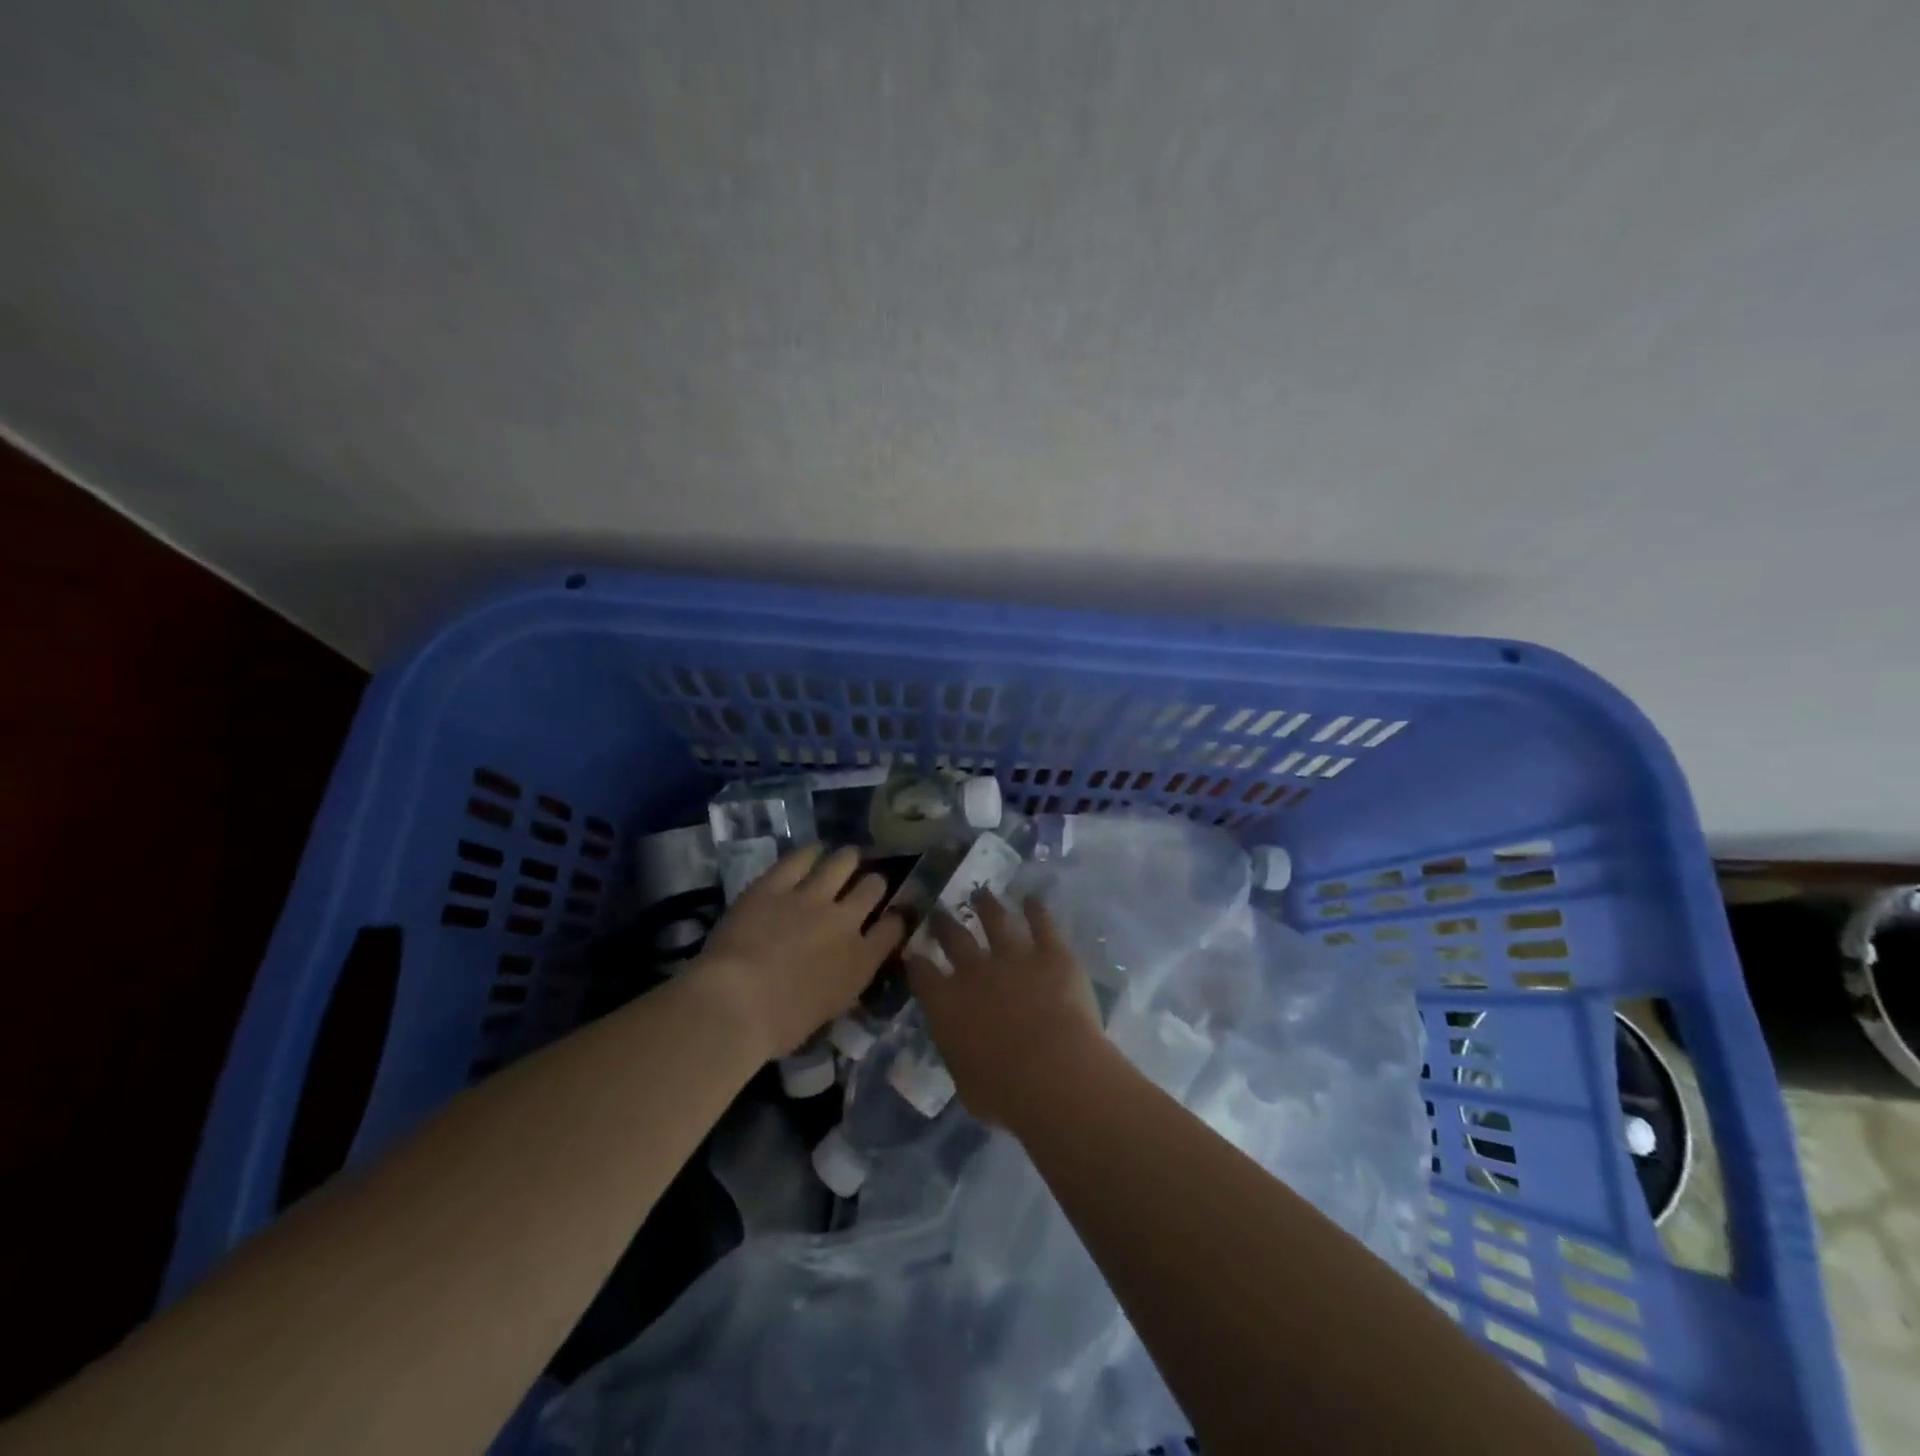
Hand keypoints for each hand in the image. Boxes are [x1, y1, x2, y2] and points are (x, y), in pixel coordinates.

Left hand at [692, 844, 904, 1059]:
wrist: (736, 1004)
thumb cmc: (780, 1026)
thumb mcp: (828, 1011)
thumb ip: (844, 984)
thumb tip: (844, 972)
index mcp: (860, 961)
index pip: (894, 928)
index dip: (896, 918)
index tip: (892, 916)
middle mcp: (844, 921)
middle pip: (873, 887)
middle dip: (873, 884)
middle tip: (865, 885)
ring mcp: (811, 898)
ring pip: (843, 862)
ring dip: (848, 859)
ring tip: (847, 858)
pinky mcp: (776, 884)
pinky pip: (800, 858)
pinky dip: (810, 852)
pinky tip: (813, 851)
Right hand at [906, 891, 1107, 1128]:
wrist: (1054, 1072)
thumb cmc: (1004, 1093)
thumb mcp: (966, 1081)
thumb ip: (960, 1053)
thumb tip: (962, 1044)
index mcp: (947, 1004)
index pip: (922, 974)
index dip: (916, 961)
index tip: (913, 951)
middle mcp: (975, 971)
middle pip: (954, 938)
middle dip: (944, 922)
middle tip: (939, 910)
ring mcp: (1014, 956)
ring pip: (996, 920)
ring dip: (988, 905)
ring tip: (983, 894)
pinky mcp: (1052, 953)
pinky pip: (1042, 923)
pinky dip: (1037, 909)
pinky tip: (1033, 899)